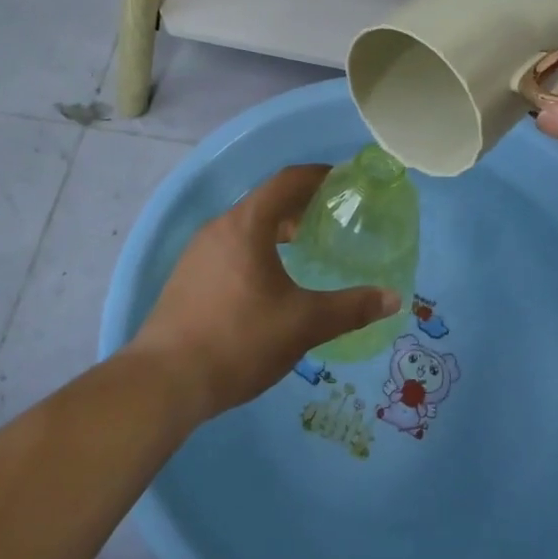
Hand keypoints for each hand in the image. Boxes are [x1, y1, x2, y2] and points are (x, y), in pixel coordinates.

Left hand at [128, 165, 401, 419]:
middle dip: (299, 205)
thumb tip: (393, 298)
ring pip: (244, 226)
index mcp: (246, 225)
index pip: (287, 181)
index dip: (318, 176)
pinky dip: (255, 249)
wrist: (164, 382)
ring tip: (302, 247)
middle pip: (265, 201)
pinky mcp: (186, 278)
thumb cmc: (239, 340)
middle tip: (331, 218)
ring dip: (275, 228)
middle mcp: (218, 228)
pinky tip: (267, 282)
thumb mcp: (303, 324)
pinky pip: (229, 248)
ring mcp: (197, 253)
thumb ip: (351, 308)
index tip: (343, 180)